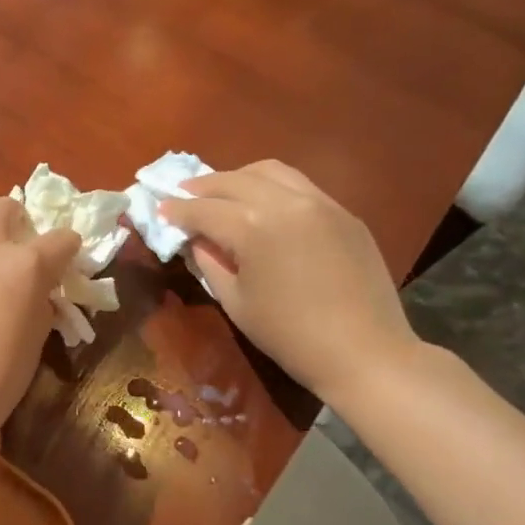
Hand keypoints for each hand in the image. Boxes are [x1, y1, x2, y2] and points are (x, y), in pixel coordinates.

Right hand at [161, 161, 417, 403]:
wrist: (364, 352)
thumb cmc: (289, 335)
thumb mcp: (235, 301)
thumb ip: (210, 263)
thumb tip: (196, 240)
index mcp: (254, 228)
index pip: (204, 209)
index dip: (178, 210)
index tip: (160, 209)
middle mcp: (286, 203)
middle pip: (234, 180)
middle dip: (204, 186)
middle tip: (183, 194)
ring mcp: (321, 204)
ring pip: (271, 171)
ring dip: (239, 178)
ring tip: (222, 192)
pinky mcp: (344, 213)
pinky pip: (300, 186)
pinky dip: (272, 187)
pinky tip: (263, 205)